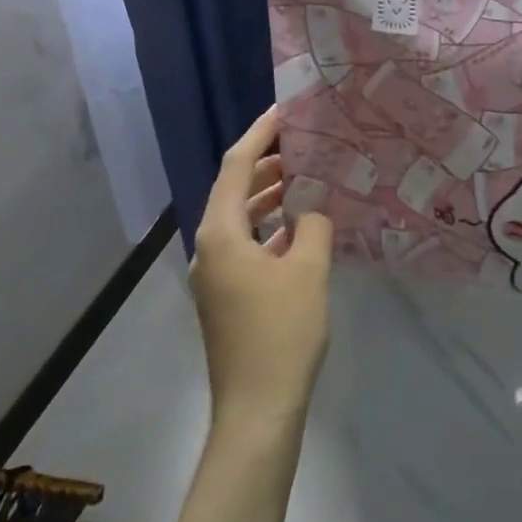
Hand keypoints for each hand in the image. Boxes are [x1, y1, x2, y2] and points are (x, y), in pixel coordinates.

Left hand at [190, 107, 333, 438]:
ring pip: (240, 222)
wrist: (257, 408)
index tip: (284, 113)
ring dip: (268, 200)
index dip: (259, 135)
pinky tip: (298, 232)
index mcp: (220, 233)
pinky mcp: (226, 298)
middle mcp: (208, 248)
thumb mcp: (307, 271)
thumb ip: (313, 227)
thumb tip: (313, 210)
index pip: (235, 167)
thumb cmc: (281, 333)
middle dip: (266, 167)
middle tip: (304, 148)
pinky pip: (245, 248)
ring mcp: (214, 276)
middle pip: (233, 192)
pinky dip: (269, 231)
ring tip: (305, 182)